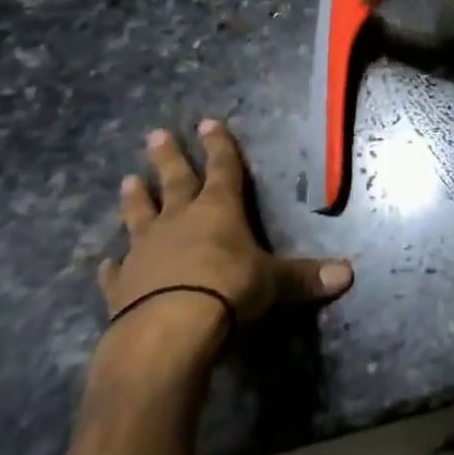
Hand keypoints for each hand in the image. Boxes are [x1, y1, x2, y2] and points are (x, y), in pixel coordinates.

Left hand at [99, 120, 353, 364]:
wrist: (167, 332)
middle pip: (174, 181)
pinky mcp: (120, 285)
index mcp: (219, 210)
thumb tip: (349, 275)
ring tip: (127, 179)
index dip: (219, 145)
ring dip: (135, 198)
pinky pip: (115, 270)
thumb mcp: (275, 284)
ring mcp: (145, 251)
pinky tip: (105, 262)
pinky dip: (111, 265)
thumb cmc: (229, 292)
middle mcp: (179, 221)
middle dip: (168, 157)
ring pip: (139, 215)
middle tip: (155, 134)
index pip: (223, 169)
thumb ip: (306, 278)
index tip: (208, 122)